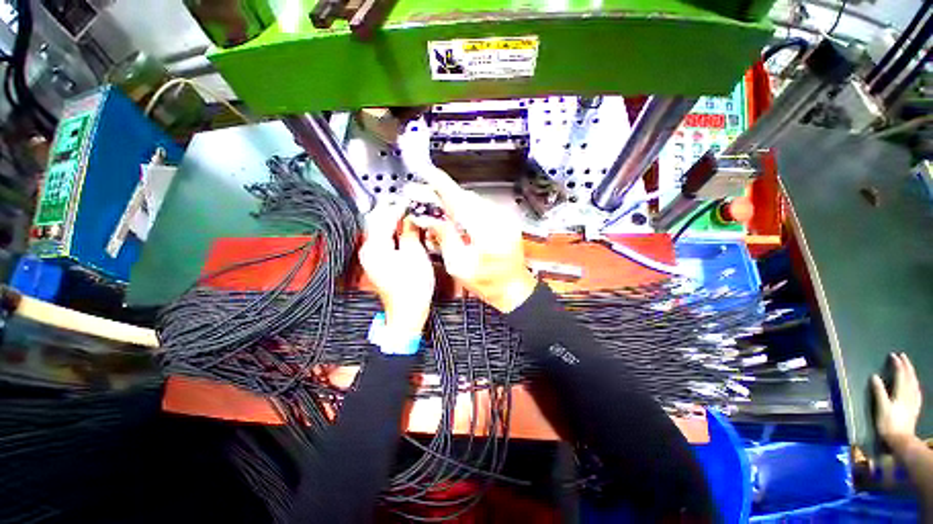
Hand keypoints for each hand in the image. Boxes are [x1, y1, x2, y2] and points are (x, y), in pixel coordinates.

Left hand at [359, 203, 434, 337]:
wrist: (407, 312)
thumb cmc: (413, 287)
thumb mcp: (415, 255)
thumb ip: (411, 232)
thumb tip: (411, 216)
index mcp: (375, 247)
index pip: (383, 217)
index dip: (398, 206)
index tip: (411, 200)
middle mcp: (368, 249)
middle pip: (376, 220)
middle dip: (392, 209)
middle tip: (410, 204)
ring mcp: (371, 256)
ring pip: (379, 228)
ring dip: (392, 219)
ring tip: (409, 214)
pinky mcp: (377, 261)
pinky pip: (382, 239)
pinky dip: (392, 231)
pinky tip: (404, 229)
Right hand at [423, 171, 536, 312]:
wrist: (512, 287)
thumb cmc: (488, 283)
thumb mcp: (458, 265)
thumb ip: (444, 237)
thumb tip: (428, 218)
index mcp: (486, 231)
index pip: (459, 199)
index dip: (440, 184)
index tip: (426, 172)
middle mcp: (498, 220)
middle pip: (464, 197)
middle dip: (441, 195)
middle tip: (422, 196)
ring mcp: (503, 218)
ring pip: (471, 201)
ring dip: (451, 202)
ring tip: (435, 209)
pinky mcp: (503, 220)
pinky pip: (480, 207)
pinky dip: (464, 209)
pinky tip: (454, 217)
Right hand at [872, 352, 922, 453]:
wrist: (901, 441)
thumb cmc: (888, 425)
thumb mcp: (881, 409)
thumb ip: (879, 393)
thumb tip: (874, 377)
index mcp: (901, 394)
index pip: (900, 375)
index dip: (897, 365)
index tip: (893, 355)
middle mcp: (909, 395)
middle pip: (910, 377)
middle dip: (907, 366)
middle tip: (903, 356)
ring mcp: (913, 402)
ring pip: (915, 383)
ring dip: (912, 373)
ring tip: (909, 367)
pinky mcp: (915, 407)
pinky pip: (917, 392)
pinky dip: (916, 384)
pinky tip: (916, 385)